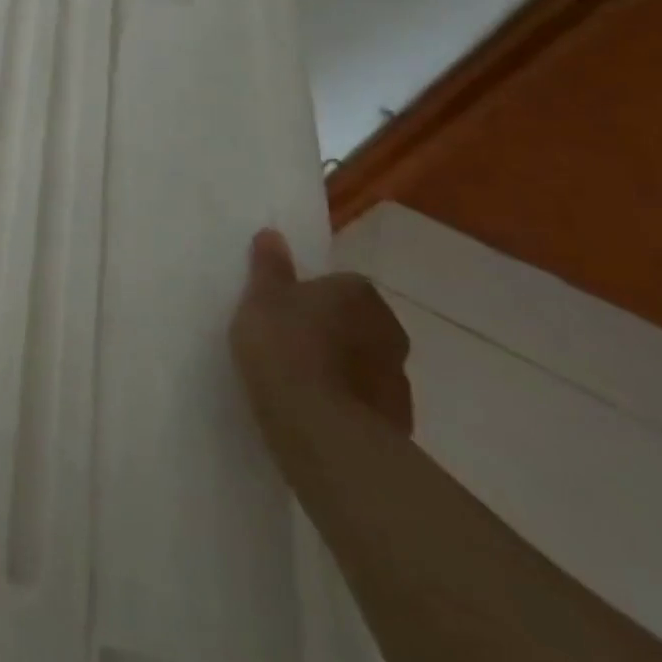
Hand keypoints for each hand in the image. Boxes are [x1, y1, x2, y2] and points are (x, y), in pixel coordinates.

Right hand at [229, 228, 413, 436]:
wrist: (320, 427)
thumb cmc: (285, 346)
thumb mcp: (262, 297)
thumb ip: (269, 266)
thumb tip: (273, 234)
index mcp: (358, 292)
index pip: (339, 284)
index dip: (311, 296)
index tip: (286, 312)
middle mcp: (389, 328)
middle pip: (358, 322)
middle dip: (334, 331)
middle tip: (292, 343)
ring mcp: (399, 378)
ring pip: (366, 363)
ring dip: (344, 368)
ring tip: (304, 382)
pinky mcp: (398, 420)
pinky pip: (368, 401)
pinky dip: (350, 403)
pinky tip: (318, 412)